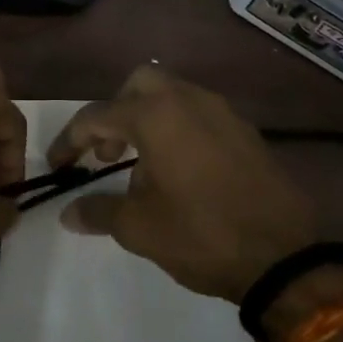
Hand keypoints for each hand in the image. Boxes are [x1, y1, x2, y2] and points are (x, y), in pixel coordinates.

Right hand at [48, 65, 319, 302]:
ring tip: (142, 167)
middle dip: (115, 113)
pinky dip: (179, 129)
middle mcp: (189, 100)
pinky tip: (181, 172)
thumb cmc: (200, 235)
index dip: (70, 141)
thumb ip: (98, 211)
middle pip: (139, 84)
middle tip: (107, 154)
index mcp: (155, 116)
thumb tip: (69, 213)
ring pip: (174, 95)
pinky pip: (201, 114)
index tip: (58, 167)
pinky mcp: (246, 131)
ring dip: (148, 120)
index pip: (97, 116)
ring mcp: (223, 112)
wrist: (283, 256)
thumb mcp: (138, 228)